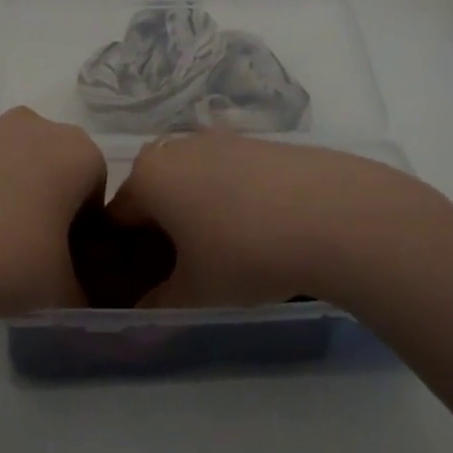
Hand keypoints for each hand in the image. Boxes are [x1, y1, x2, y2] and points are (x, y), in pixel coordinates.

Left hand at [0, 109, 105, 332]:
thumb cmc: (9, 262)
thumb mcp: (61, 291)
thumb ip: (78, 290)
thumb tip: (74, 300)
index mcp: (74, 152)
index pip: (93, 183)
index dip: (83, 221)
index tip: (65, 254)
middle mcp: (28, 126)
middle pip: (46, 161)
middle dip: (41, 196)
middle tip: (25, 247)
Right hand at [108, 131, 449, 309]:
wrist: (336, 216)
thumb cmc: (246, 253)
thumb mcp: (194, 293)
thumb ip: (156, 305)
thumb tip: (140, 313)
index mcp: (148, 175)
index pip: (115, 217)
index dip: (121, 256)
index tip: (138, 284)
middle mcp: (178, 147)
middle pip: (154, 194)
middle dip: (159, 231)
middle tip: (182, 271)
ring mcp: (222, 139)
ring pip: (192, 181)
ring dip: (195, 213)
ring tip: (224, 253)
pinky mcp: (261, 142)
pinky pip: (228, 174)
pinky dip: (230, 199)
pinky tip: (259, 230)